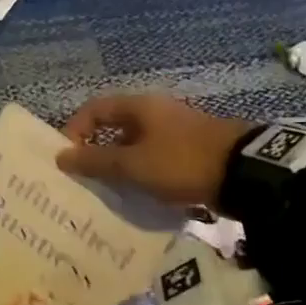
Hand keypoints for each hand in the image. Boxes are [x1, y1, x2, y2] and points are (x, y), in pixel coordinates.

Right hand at [55, 94, 257, 206]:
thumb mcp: (133, 165)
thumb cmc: (181, 162)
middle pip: (115, 128)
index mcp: (139, 107)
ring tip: (110, 193)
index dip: (75, 130)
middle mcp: (155, 113)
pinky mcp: (190, 152)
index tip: (67, 158)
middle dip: (97, 153)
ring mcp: (175, 132)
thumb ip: (96, 161)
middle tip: (85, 180)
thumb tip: (62, 156)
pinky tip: (140, 197)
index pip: (94, 109)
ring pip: (135, 147)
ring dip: (120, 167)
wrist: (243, 173)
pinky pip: (155, 160)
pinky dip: (142, 175)